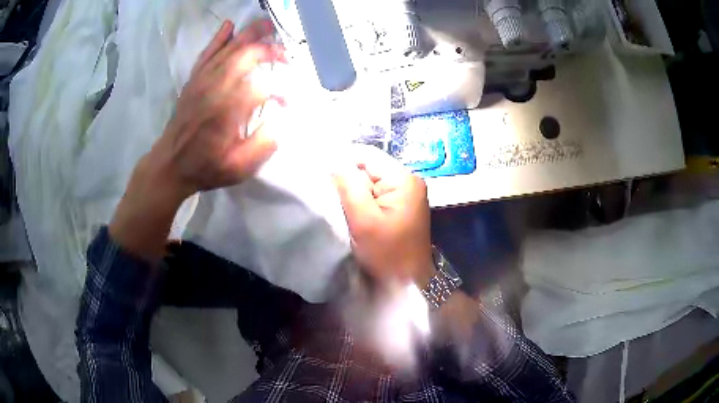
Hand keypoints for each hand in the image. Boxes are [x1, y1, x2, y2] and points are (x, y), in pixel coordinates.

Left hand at [109, 19, 284, 262]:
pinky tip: (230, 25)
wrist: (169, 166)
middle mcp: (215, 89)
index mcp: (228, 112)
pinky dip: (219, 38)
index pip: (262, 88)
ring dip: (249, 35)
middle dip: (269, 50)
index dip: (281, 92)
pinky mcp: (193, 81)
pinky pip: (207, 54)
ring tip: (267, 25)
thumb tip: (281, 119)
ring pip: (228, 49)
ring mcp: (201, 82)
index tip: (287, 104)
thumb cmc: (205, 168)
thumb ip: (264, 144)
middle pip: (245, 57)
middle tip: (285, 54)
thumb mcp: (239, 168)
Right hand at [332, 146, 434, 285]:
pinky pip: (375, 196)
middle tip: (328, 196)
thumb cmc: (388, 254)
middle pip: (368, 168)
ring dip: (352, 193)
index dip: (342, 160)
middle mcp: (408, 181)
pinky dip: (361, 202)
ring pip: (369, 183)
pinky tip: (351, 214)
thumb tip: (332, 160)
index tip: (319, 174)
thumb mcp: (364, 219)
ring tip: (338, 207)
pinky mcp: (400, 207)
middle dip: (347, 180)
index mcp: (404, 179)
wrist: (408, 283)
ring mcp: (405, 195)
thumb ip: (348, 186)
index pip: (367, 155)